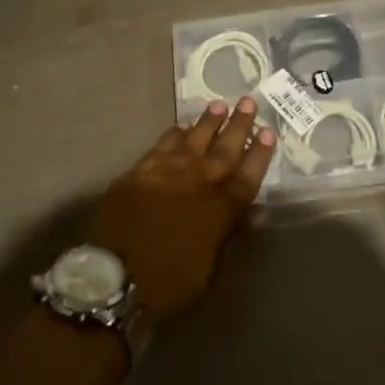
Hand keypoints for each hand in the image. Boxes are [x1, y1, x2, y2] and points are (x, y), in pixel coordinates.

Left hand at [84, 98, 275, 320]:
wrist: (116, 278)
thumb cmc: (170, 283)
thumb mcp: (211, 270)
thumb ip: (230, 235)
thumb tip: (250, 213)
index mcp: (221, 209)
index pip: (248, 174)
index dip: (259, 153)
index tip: (268, 131)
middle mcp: (199, 182)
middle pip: (224, 148)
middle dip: (239, 124)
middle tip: (248, 102)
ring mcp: (168, 172)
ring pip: (194, 138)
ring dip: (208, 121)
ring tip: (219, 104)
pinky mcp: (141, 171)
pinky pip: (162, 144)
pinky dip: (175, 133)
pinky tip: (181, 126)